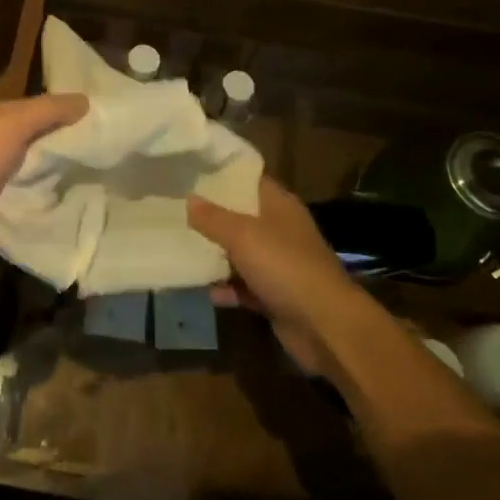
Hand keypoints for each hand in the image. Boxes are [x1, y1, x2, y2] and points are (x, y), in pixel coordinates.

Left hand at [0, 93, 88, 283]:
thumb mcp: (9, 125)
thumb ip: (47, 111)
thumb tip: (87, 100)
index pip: (31, 109)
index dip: (64, 112)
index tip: (104, 118)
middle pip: (35, 144)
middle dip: (67, 148)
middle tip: (113, 152)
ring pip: (35, 178)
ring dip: (61, 180)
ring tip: (107, 180)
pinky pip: (30, 209)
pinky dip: (49, 209)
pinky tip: (82, 208)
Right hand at [188, 177, 382, 376]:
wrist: (324, 325)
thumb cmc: (285, 266)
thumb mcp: (243, 236)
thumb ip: (213, 218)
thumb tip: (190, 199)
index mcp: (279, 206)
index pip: (249, 180)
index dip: (222, 176)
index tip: (190, 174)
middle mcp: (280, 230)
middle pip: (241, 217)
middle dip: (211, 218)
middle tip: (175, 212)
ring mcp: (279, 264)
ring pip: (240, 254)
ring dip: (216, 257)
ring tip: (180, 251)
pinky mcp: (275, 295)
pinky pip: (244, 286)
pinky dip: (227, 289)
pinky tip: (205, 292)